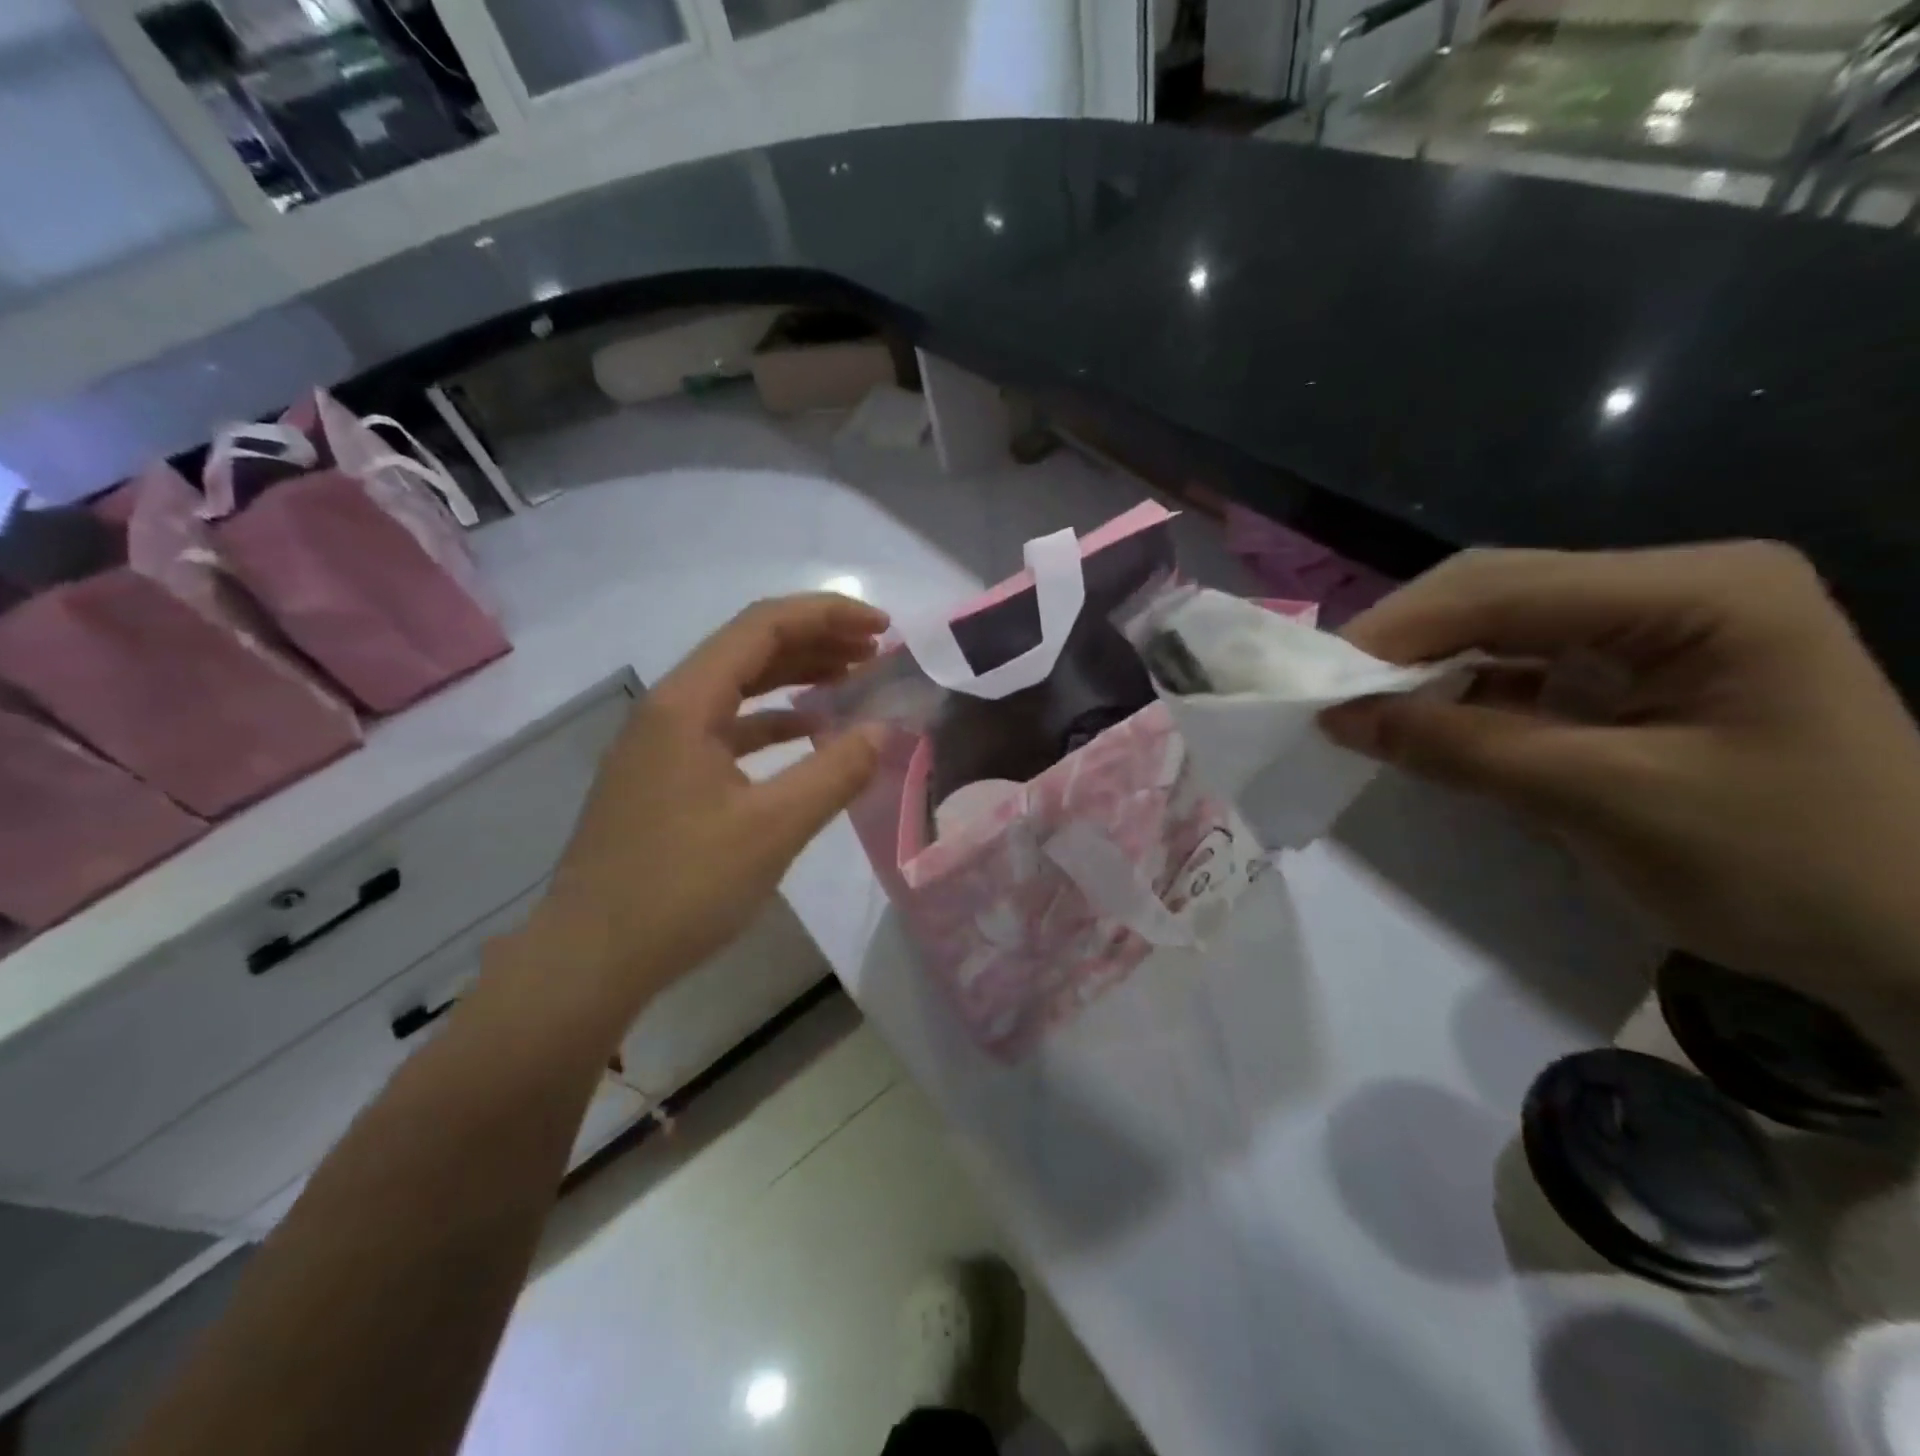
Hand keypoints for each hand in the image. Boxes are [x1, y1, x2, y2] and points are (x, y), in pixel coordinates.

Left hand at [494, 594, 888, 1031]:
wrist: (590, 960)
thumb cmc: (681, 889)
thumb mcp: (772, 830)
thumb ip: (836, 773)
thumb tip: (883, 729)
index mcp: (687, 703)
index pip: (763, 626)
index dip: (828, 615)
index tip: (884, 628)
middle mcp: (669, 709)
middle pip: (749, 648)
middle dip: (817, 641)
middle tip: (877, 652)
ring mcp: (662, 744)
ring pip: (738, 688)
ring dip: (796, 677)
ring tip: (852, 680)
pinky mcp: (664, 777)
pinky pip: (727, 728)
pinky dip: (772, 722)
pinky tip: (807, 734)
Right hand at [1320, 543, 1919, 1003]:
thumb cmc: (1789, 867)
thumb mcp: (1606, 802)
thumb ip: (1464, 748)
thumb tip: (1340, 718)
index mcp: (1698, 591)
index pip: (1507, 586)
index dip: (1399, 630)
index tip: (1318, 681)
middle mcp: (1673, 586)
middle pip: (1498, 590)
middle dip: (1405, 640)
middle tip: (1328, 690)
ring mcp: (1656, 626)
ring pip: (1501, 624)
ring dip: (1426, 664)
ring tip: (1359, 704)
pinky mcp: (1637, 672)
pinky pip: (1522, 665)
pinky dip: (1462, 692)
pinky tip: (1422, 718)